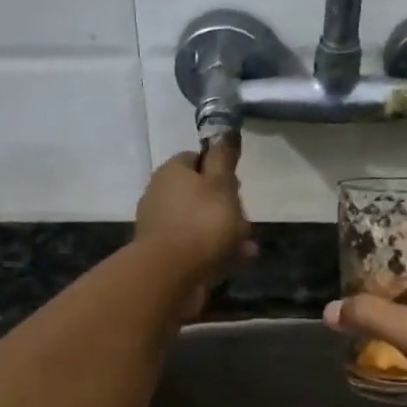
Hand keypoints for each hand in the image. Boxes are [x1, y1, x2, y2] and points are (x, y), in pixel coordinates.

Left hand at [134, 139, 253, 315]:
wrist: (169, 275)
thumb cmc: (202, 223)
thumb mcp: (221, 184)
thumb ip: (224, 157)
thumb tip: (225, 131)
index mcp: (171, 172)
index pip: (197, 159)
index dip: (220, 170)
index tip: (237, 187)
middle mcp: (160, 194)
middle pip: (200, 193)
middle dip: (227, 207)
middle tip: (245, 221)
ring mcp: (160, 225)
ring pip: (200, 222)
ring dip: (225, 232)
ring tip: (246, 248)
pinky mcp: (163, 253)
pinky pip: (195, 246)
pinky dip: (214, 251)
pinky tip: (234, 262)